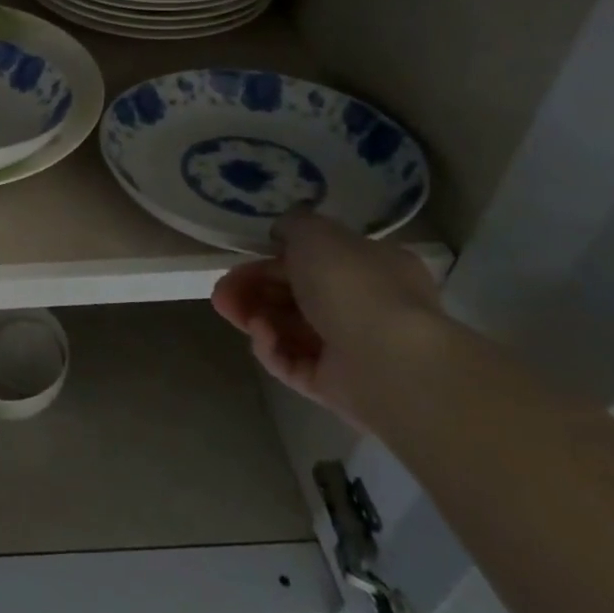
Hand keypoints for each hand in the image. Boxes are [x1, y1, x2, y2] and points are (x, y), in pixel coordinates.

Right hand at [212, 210, 442, 428]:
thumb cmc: (354, 285)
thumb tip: (282, 233)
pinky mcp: (335, 387)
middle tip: (221, 291)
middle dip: (253, 289)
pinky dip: (271, 347)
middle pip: (295, 295)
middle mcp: (365, 307)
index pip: (314, 261)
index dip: (272, 259)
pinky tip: (261, 335)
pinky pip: (293, 363)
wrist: (392, 362)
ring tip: (229, 310)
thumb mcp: (317, 233)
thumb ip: (294, 225)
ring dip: (255, 316)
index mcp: (371, 267)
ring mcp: (351, 350)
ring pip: (289, 329)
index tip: (241, 260)